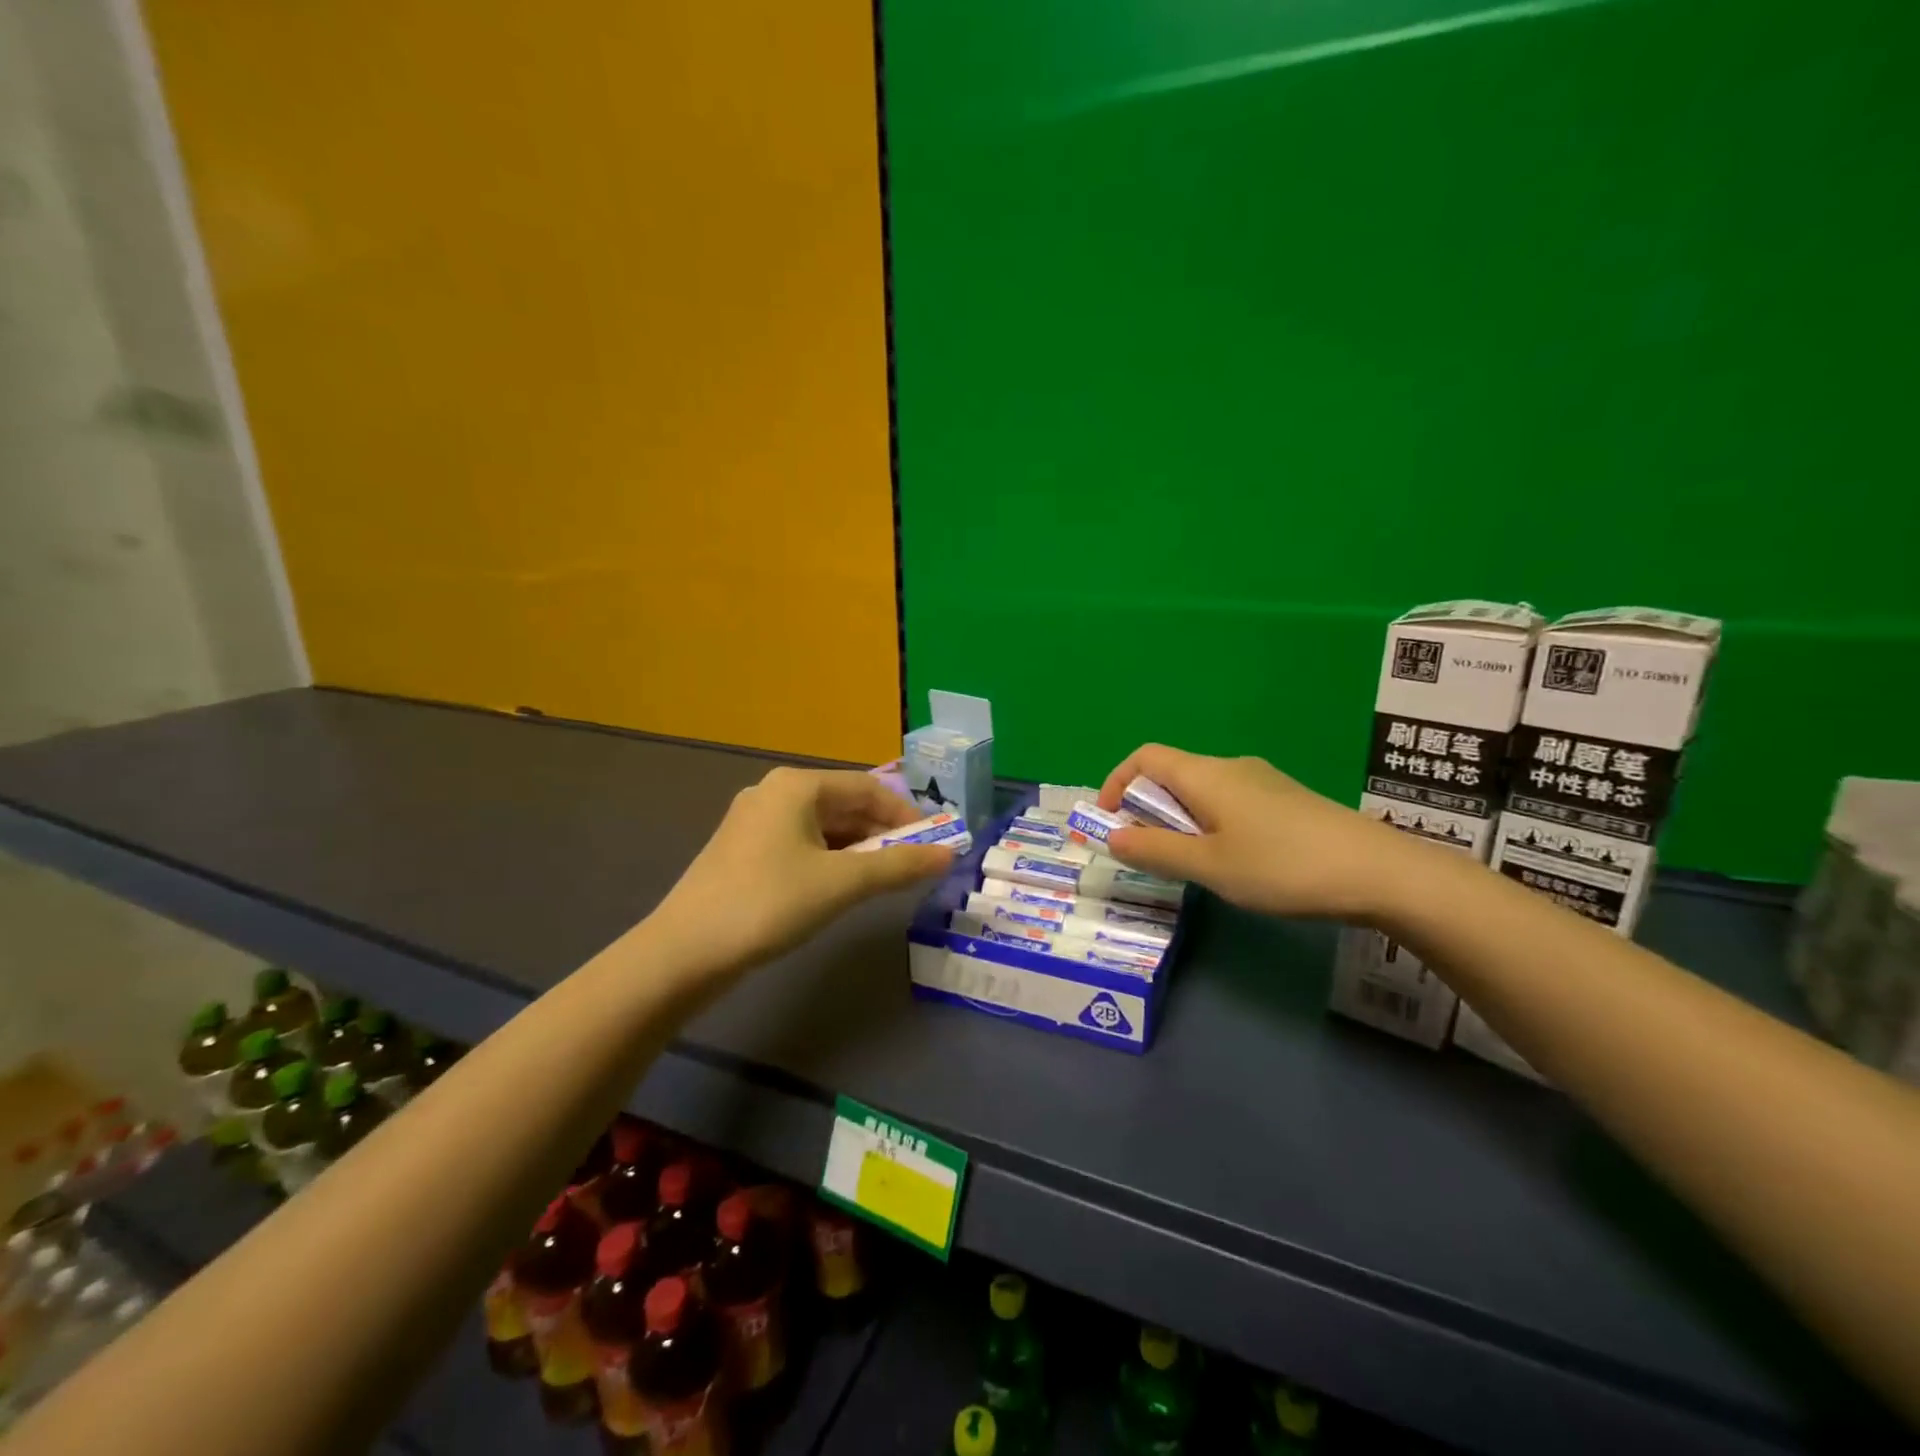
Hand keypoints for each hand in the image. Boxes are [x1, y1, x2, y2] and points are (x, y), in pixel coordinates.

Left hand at [650, 766, 953, 973]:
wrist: (684, 952)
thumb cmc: (769, 904)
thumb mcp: (841, 883)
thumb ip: (899, 866)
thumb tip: (949, 854)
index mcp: (796, 786)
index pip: (868, 787)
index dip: (906, 814)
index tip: (935, 843)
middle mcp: (774, 793)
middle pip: (845, 804)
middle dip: (883, 833)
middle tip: (913, 865)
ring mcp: (754, 822)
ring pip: (823, 827)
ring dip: (858, 849)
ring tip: (885, 879)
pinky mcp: (744, 852)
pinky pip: (802, 844)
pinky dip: (830, 859)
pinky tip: (842, 886)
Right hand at [1097, 744, 1410, 921]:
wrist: (1380, 872)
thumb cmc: (1282, 866)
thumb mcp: (1210, 866)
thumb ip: (1155, 851)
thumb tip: (1112, 836)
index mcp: (1206, 775)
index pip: (1145, 757)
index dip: (1116, 782)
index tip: (1109, 822)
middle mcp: (1231, 767)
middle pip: (1171, 774)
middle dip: (1146, 809)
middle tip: (1146, 853)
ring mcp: (1263, 782)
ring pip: (1201, 792)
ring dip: (1179, 821)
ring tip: (1187, 864)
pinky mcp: (1286, 802)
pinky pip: (1229, 803)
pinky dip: (1209, 825)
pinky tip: (1232, 863)